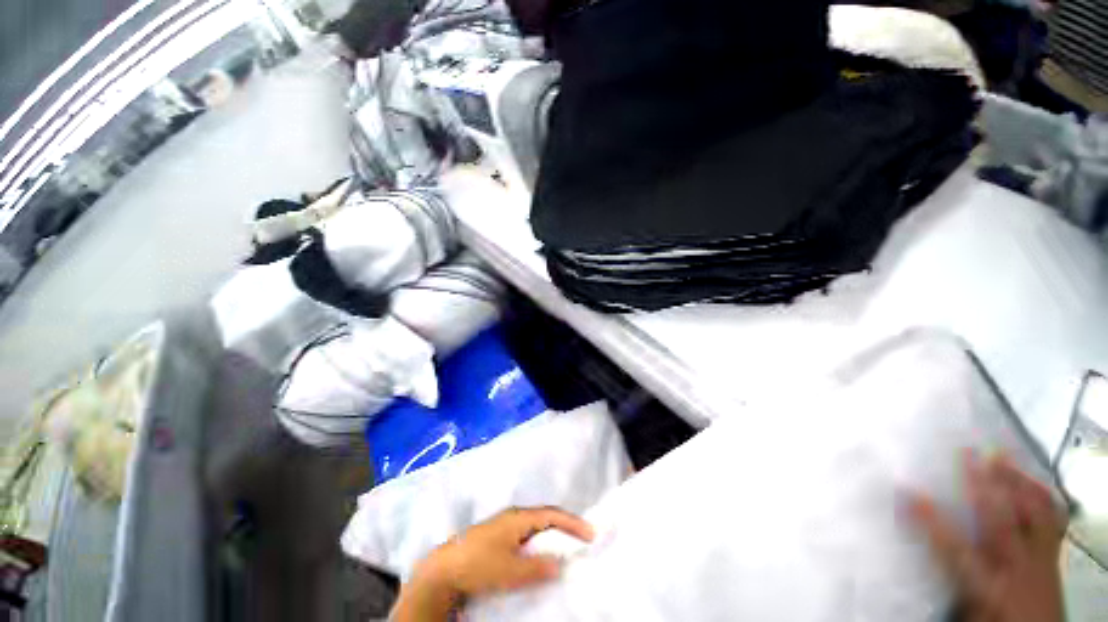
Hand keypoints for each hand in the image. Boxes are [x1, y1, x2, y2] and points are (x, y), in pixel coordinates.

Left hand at [392, 507, 593, 620]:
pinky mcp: (497, 535)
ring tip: (565, 546)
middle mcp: (513, 516)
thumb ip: (537, 567)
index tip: (590, 533)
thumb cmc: (479, 564)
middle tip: (581, 538)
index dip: (572, 523)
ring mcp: (504, 524)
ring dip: (551, 534)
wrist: (444, 568)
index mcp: (519, 518)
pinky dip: (538, 541)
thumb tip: (560, 564)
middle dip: (564, 526)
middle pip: (545, 517)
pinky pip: (526, 534)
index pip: (552, 515)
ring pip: (535, 525)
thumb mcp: (510, 570)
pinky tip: (538, 553)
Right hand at [909, 451, 1066, 621]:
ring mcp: (1041, 559)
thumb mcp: (967, 613)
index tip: (905, 492)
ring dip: (1016, 483)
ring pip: (1033, 515)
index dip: (930, 519)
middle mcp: (1018, 568)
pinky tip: (1028, 481)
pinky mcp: (1053, 555)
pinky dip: (1041, 497)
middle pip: (1001, 521)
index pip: (955, 549)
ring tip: (1000, 457)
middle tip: (965, 452)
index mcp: (990, 586)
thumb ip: (950, 580)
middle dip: (982, 485)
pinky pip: (1052, 520)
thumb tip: (920, 547)